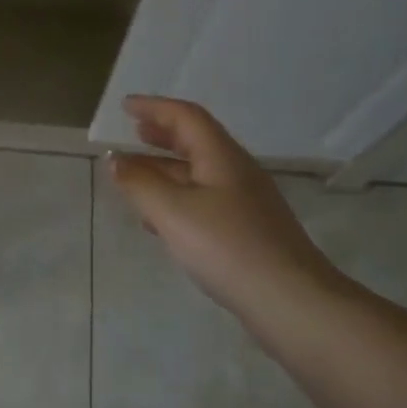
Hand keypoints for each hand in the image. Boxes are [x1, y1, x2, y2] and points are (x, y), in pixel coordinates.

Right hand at [108, 95, 351, 330]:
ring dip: (167, 168)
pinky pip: (206, 199)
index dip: (154, 107)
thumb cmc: (227, 247)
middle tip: (134, 132)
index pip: (186, 117)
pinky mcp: (249, 230)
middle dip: (162, 134)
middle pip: (196, 141)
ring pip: (200, 173)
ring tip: (136, 175)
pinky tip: (161, 220)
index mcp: (221, 156)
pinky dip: (178, 197)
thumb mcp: (173, 212)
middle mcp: (237, 171)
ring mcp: (247, 202)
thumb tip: (115, 160)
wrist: (291, 301)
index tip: (125, 106)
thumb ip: (140, 184)